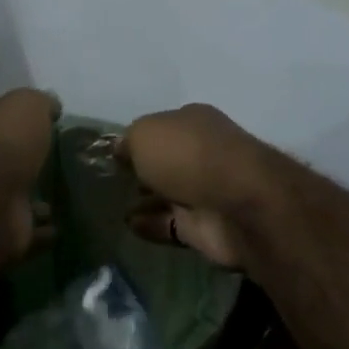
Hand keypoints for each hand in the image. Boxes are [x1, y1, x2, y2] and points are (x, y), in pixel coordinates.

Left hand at [0, 88, 59, 258]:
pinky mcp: (0, 237)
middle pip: (4, 163)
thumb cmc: (2, 144)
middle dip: (25, 164)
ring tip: (66, 197)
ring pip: (15, 199)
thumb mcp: (25, 106)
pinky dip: (43, 231)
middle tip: (60, 163)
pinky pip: (28, 233)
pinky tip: (63, 227)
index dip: (19, 123)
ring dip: (35, 200)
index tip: (49, 127)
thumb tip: (51, 106)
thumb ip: (39, 103)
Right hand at [119, 104, 277, 269]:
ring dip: (145, 199)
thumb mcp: (145, 133)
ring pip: (169, 194)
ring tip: (113, 205)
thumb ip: (128, 141)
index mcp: (194, 122)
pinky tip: (128, 225)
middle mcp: (202, 153)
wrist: (236, 204)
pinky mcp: (205, 227)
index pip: (161, 127)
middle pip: (167, 161)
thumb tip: (121, 149)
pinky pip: (171, 224)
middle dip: (143, 169)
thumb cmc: (188, 155)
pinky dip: (151, 224)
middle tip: (112, 180)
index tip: (113, 154)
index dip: (138, 139)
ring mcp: (205, 192)